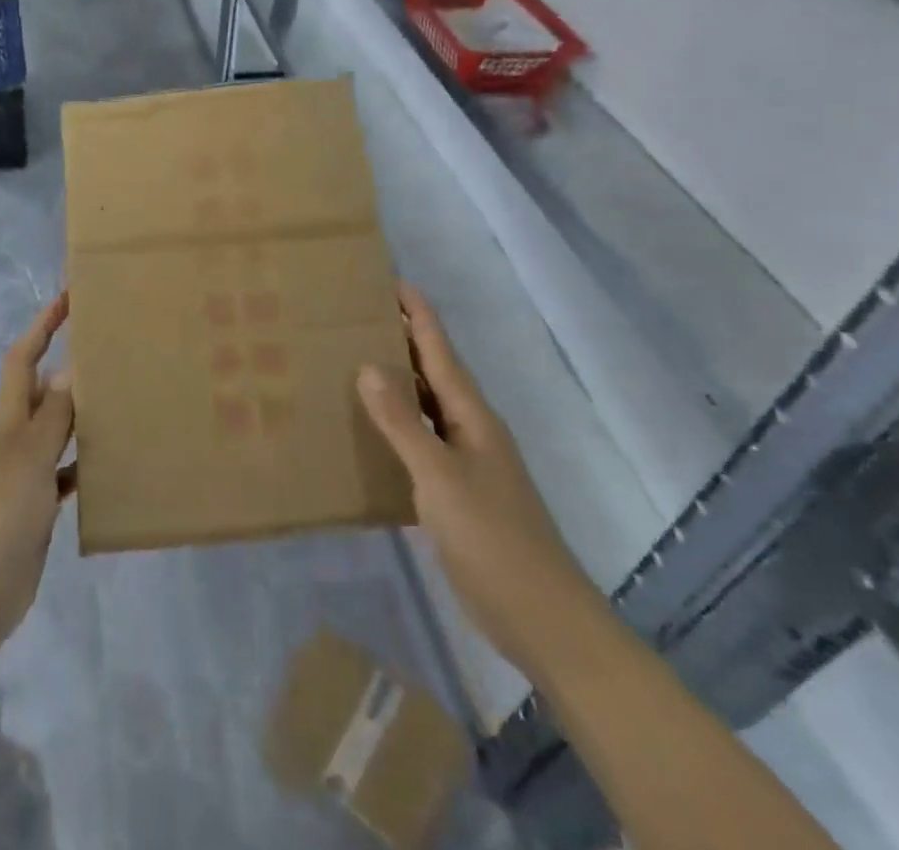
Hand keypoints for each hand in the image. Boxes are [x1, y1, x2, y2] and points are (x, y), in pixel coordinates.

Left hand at [0, 293, 74, 673]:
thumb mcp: (27, 460)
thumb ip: (52, 418)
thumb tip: (69, 369)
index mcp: (7, 424)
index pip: (23, 361)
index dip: (42, 327)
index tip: (68, 298)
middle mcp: (13, 443)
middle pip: (41, 394)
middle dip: (67, 369)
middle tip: (112, 354)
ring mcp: (23, 479)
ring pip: (56, 435)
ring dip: (80, 418)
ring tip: (121, 403)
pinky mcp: (34, 513)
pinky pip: (64, 477)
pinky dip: (82, 467)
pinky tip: (109, 468)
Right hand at [358, 283, 604, 678]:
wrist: (540, 617)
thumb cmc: (491, 537)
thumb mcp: (439, 475)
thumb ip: (402, 422)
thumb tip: (368, 365)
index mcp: (472, 417)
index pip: (440, 352)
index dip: (419, 316)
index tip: (393, 281)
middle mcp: (471, 431)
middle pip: (435, 374)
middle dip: (404, 341)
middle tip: (361, 315)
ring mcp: (467, 464)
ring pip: (427, 409)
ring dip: (399, 384)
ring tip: (357, 361)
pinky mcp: (458, 495)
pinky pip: (422, 444)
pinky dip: (397, 428)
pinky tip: (371, 433)